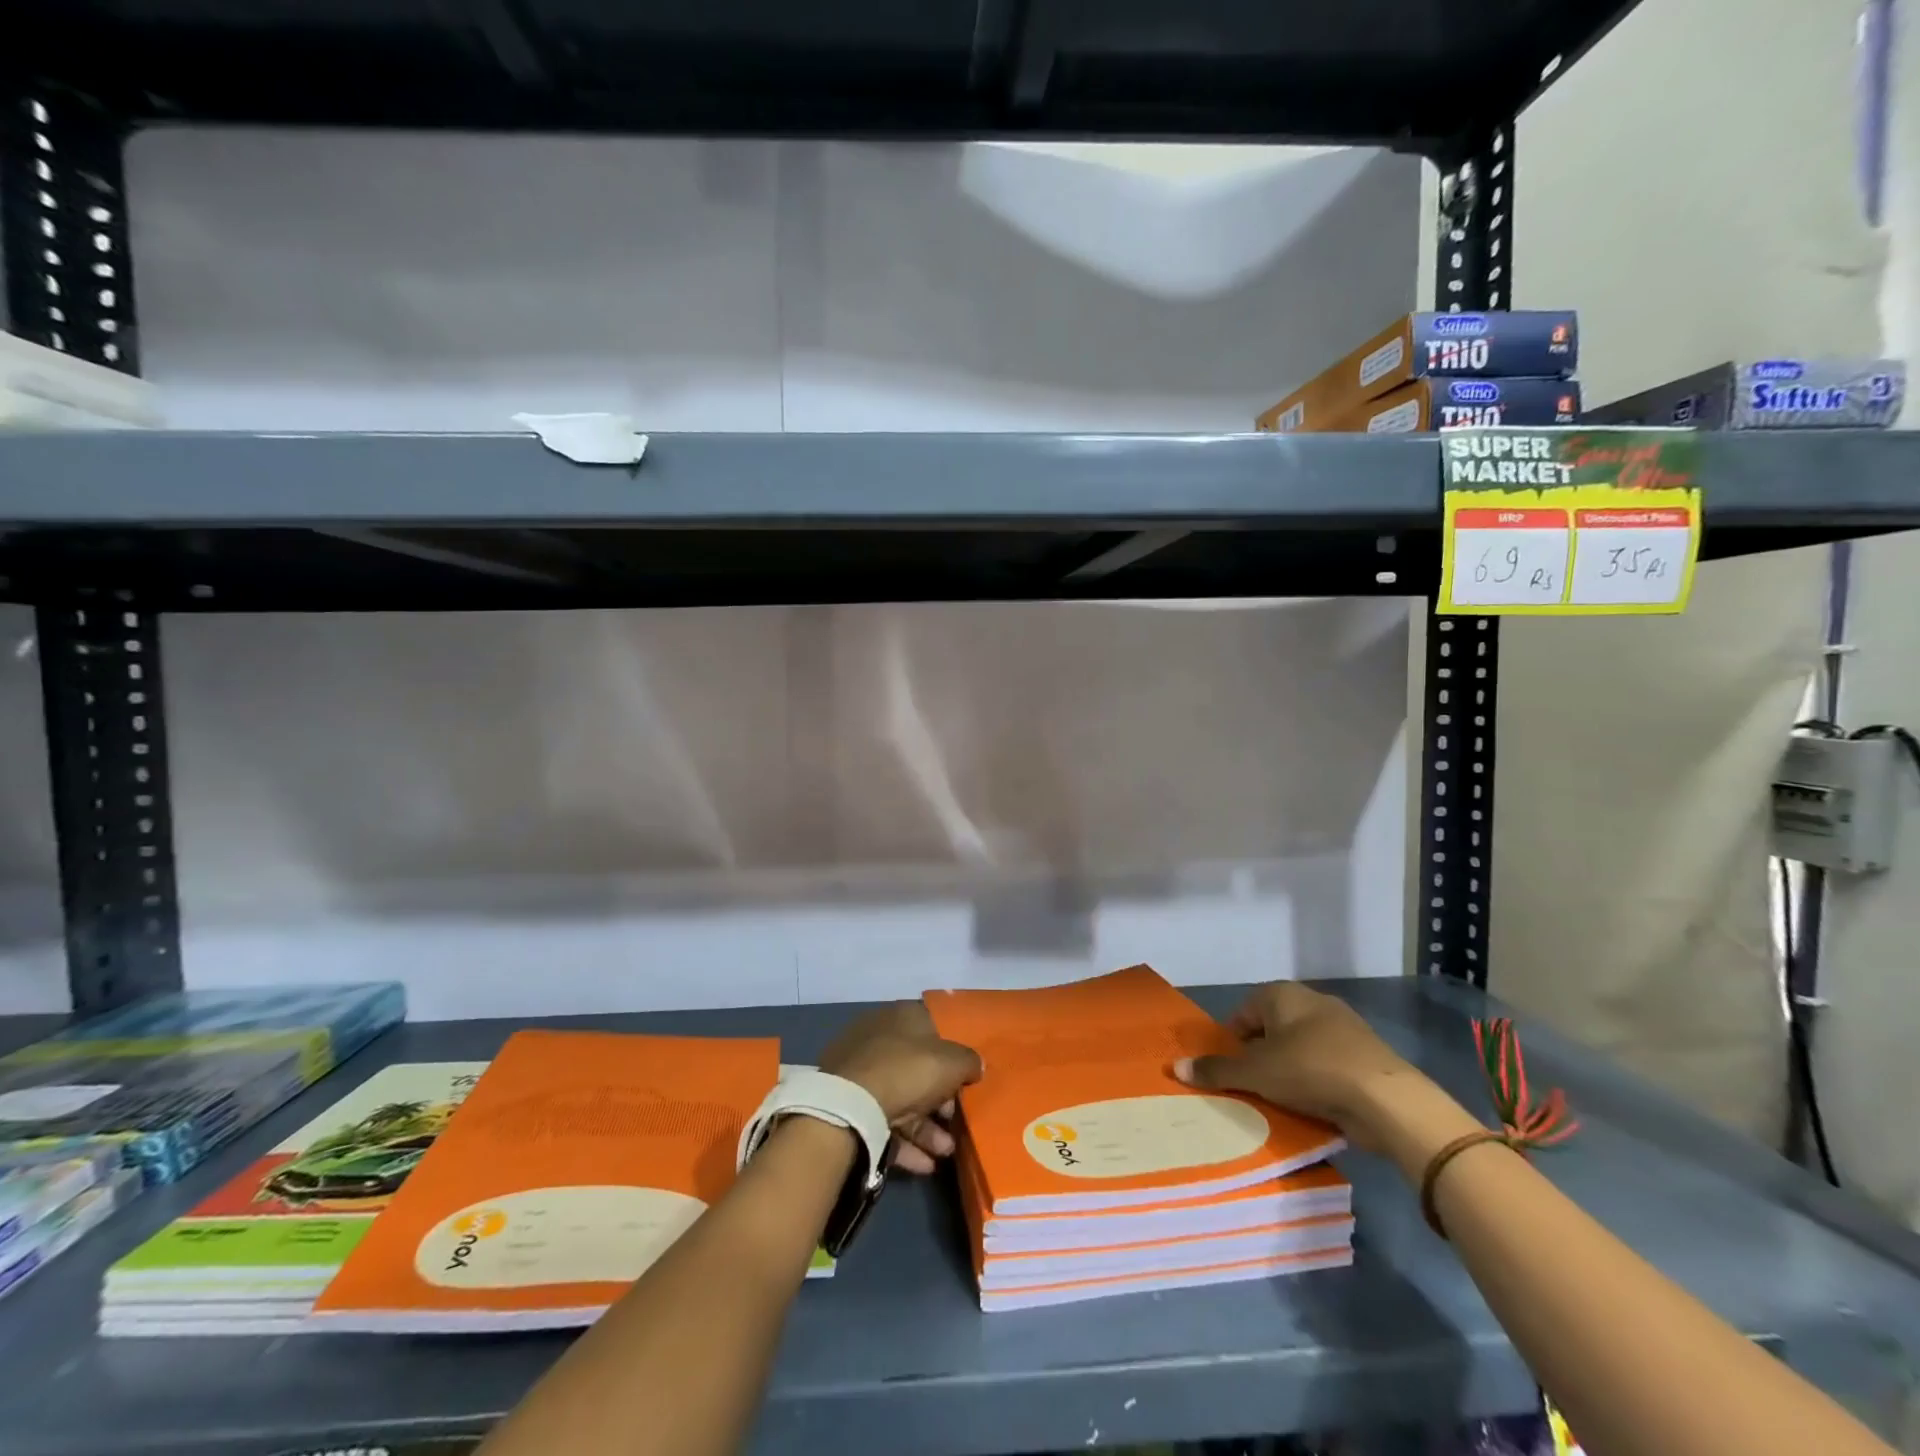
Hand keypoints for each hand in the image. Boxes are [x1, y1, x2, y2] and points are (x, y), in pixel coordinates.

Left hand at [821, 1003, 981, 1174]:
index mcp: (902, 1017)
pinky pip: (886, 1123)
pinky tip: (926, 1165)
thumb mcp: (951, 1061)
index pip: (933, 1027)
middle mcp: (880, 1039)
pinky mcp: (852, 1106)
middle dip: (941, 1098)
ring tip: (947, 1151)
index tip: (968, 1075)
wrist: (851, 1107)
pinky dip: (907, 1143)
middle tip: (956, 1119)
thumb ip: (969, 1061)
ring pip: (903, 1099)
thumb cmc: (907, 1070)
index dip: (953, 1051)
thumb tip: (976, 1064)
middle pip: (919, 1068)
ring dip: (928, 1128)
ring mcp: (862, 1073)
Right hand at [1174, 982, 1431, 1153]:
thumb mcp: (1256, 1074)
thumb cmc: (1310, 1071)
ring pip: (1300, 1049)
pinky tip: (1311, 1108)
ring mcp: (1343, 1027)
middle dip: (1260, 1057)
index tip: (1230, 1070)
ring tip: (1279, 1102)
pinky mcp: (1364, 1056)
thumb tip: (1176, 1067)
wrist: (1386, 1098)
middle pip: (1272, 1029)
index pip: (1244, 1012)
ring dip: (1288, 1071)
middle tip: (1251, 1087)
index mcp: (1282, 995)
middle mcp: (1311, 1002)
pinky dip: (1315, 1083)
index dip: (1232, 1041)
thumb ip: (1217, 1070)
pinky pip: (1327, 1066)